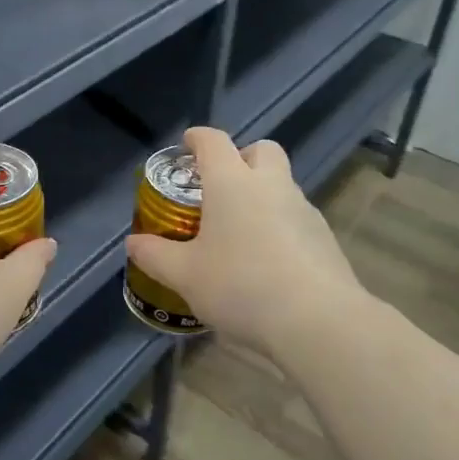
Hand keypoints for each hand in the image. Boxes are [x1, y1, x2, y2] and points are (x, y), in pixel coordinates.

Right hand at [124, 126, 362, 357]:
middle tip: (220, 186)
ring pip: (282, 185)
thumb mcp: (185, 275)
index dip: (197, 138)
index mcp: (232, 183)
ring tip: (240, 234)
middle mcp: (271, 186)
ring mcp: (304, 210)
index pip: (213, 142)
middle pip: (261, 150)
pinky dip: (279, 227)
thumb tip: (133, 243)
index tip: (187, 144)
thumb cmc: (241, 285)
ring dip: (262, 195)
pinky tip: (267, 262)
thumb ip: (155, 255)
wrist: (317, 321)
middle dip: (241, 157)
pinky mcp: (325, 238)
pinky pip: (296, 219)